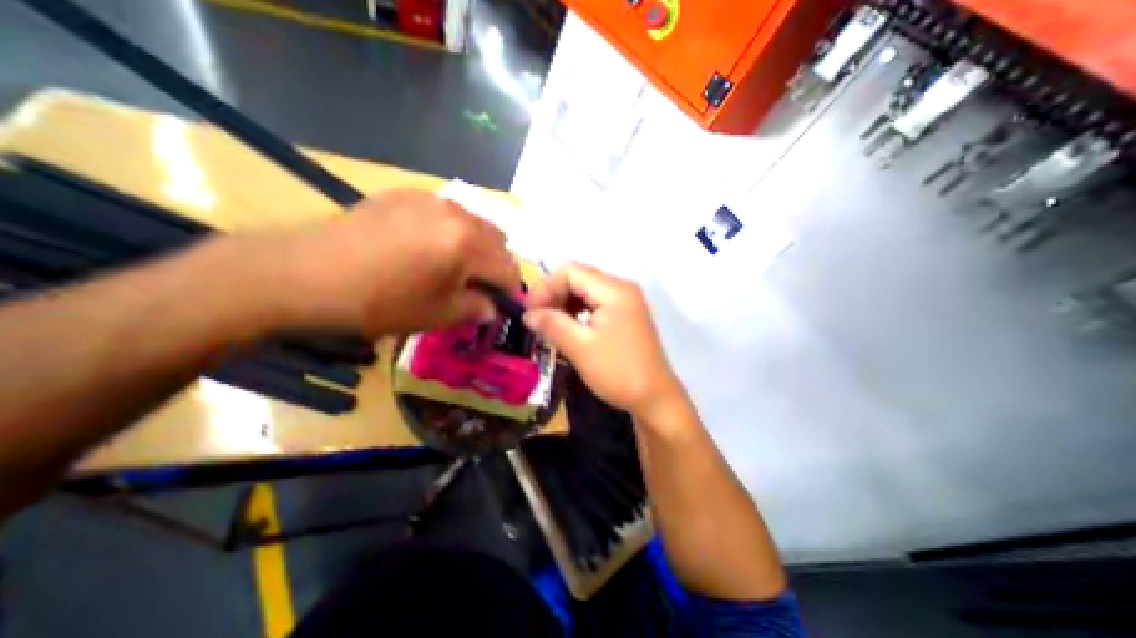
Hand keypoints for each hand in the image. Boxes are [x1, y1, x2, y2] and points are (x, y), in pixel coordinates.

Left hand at [249, 187, 517, 335]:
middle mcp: (458, 214)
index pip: (509, 268)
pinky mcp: (407, 195)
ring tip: (452, 266)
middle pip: (498, 241)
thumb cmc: (378, 302)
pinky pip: (447, 213)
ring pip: (475, 224)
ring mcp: (432, 199)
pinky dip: (451, 232)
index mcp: (468, 245)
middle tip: (476, 286)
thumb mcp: (436, 316)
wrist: (305, 273)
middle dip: (496, 266)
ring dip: (476, 247)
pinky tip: (425, 247)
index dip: (510, 290)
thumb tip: (492, 308)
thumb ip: (475, 310)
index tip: (499, 304)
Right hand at [525, 260, 681, 418]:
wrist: (655, 398)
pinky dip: (577, 312)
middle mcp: (621, 288)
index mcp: (614, 290)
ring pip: (585, 291)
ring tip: (549, 326)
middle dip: (553, 295)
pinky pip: (595, 304)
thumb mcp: (580, 348)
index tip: (529, 312)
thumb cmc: (618, 372)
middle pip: (578, 278)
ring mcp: (625, 301)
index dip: (545, 287)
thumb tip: (527, 314)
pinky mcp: (625, 314)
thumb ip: (552, 325)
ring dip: (564, 304)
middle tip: (537, 320)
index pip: (570, 271)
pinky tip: (568, 328)